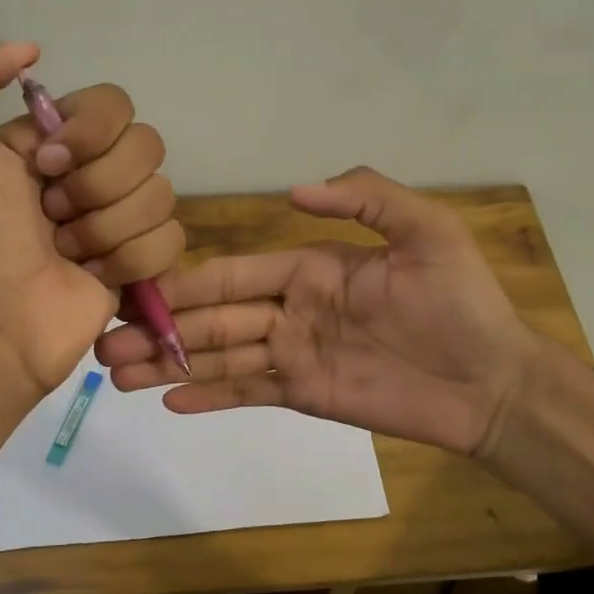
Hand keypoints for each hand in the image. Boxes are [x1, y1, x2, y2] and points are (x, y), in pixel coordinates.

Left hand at [0, 40, 184, 392]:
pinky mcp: (142, 264)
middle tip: (50, 215)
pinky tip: (92, 276)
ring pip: (161, 195)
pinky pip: (172, 240)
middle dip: (96, 186)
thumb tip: (32, 50)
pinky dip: (130, 260)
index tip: (45, 165)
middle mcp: (94, 173)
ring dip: (106, 229)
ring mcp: (121, 220)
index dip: (90, 132)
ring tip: (65, 252)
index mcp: (54, 139)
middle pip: (147, 147)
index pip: (115, 103)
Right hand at [97, 167, 536, 456]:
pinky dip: (210, 397)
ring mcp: (295, 355)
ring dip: (168, 365)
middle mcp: (292, 309)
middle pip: (213, 319)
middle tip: (103, 343)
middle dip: (159, 331)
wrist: (490, 382)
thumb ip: (366, 198)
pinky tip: (169, 402)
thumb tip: (293, 191)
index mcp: (310, 268)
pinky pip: (248, 393)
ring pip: (220, 357)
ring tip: (117, 375)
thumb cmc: (461, 303)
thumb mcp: (426, 232)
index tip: (136, 293)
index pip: (234, 274)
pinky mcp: (305, 395)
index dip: (186, 285)